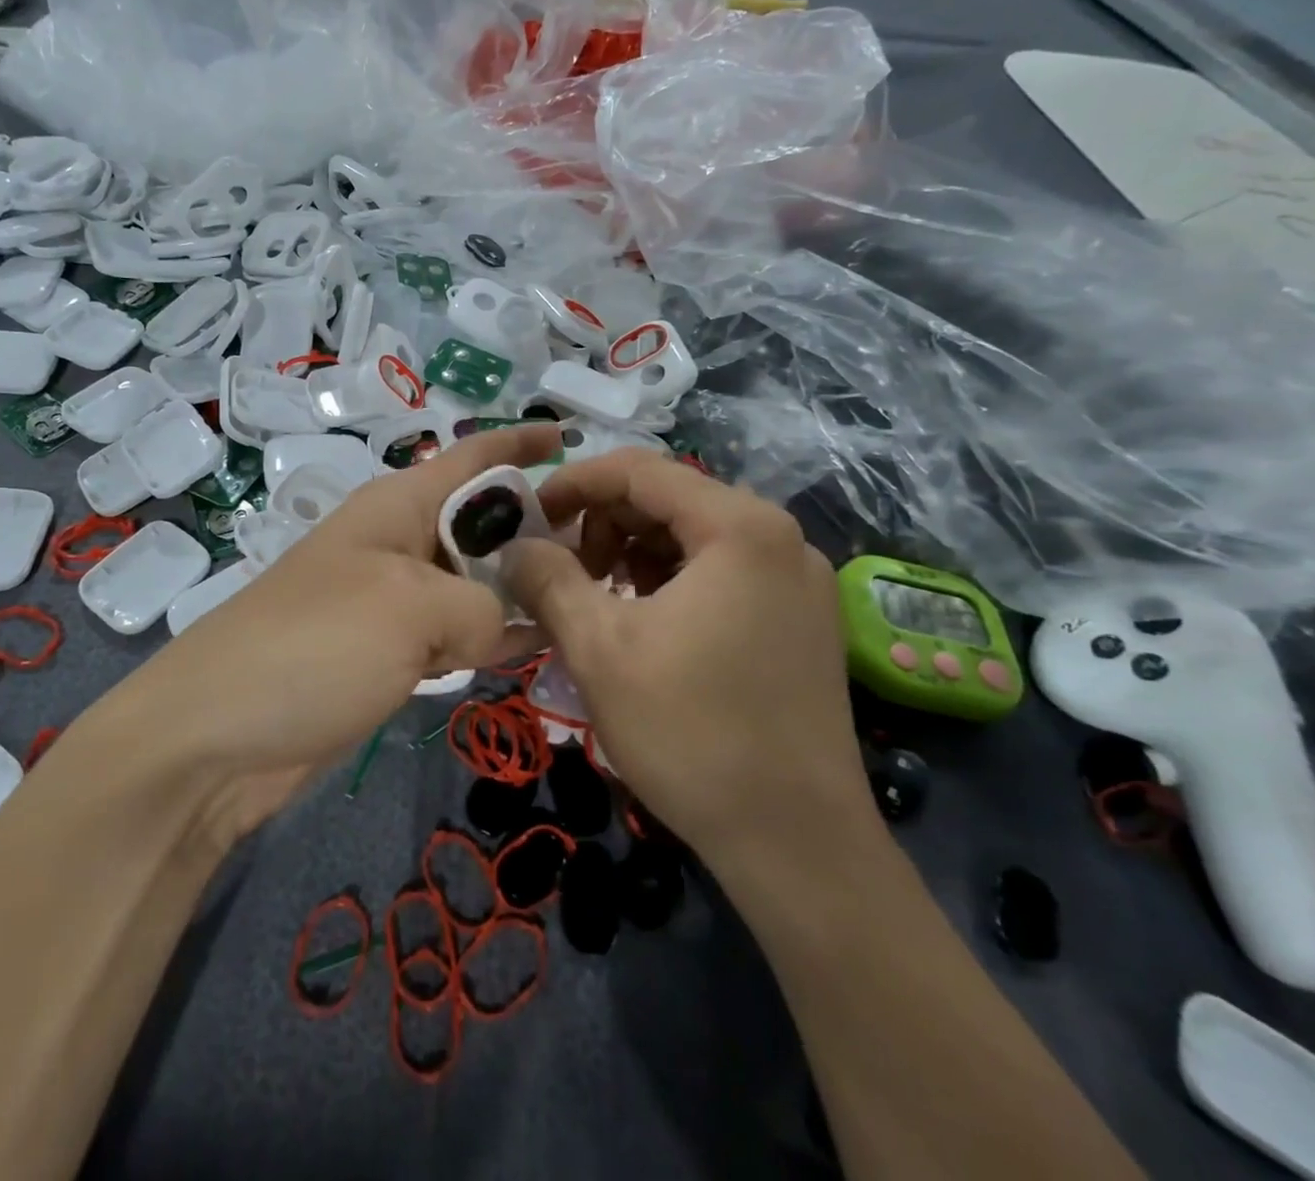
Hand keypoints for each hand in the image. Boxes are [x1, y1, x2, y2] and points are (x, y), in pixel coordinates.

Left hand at [124, 424, 561, 836]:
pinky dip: (489, 638)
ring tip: (587, 601)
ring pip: (471, 581)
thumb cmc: (316, 644)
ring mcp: (388, 602)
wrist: (216, 736)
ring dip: (519, 589)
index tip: (575, 440)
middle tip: (608, 552)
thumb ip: (478, 605)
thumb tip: (495, 627)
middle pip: (480, 521)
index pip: (471, 457)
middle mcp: (396, 544)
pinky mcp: (383, 654)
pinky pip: (452, 632)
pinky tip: (533, 650)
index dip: (521, 443)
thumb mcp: (410, 607)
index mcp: (397, 506)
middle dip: (537, 528)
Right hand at [502, 450, 873, 866]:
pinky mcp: (800, 619)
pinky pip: (719, 573)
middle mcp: (779, 537)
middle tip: (561, 574)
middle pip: (667, 500)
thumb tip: (514, 546)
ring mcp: (797, 579)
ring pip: (691, 538)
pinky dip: (668, 583)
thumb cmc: (692, 733)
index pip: (638, 470)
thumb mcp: (598, 647)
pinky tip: (643, 625)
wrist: (798, 843)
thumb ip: (547, 579)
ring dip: (632, 556)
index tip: (528, 518)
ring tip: (597, 604)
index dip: (572, 485)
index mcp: (739, 526)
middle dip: (602, 526)